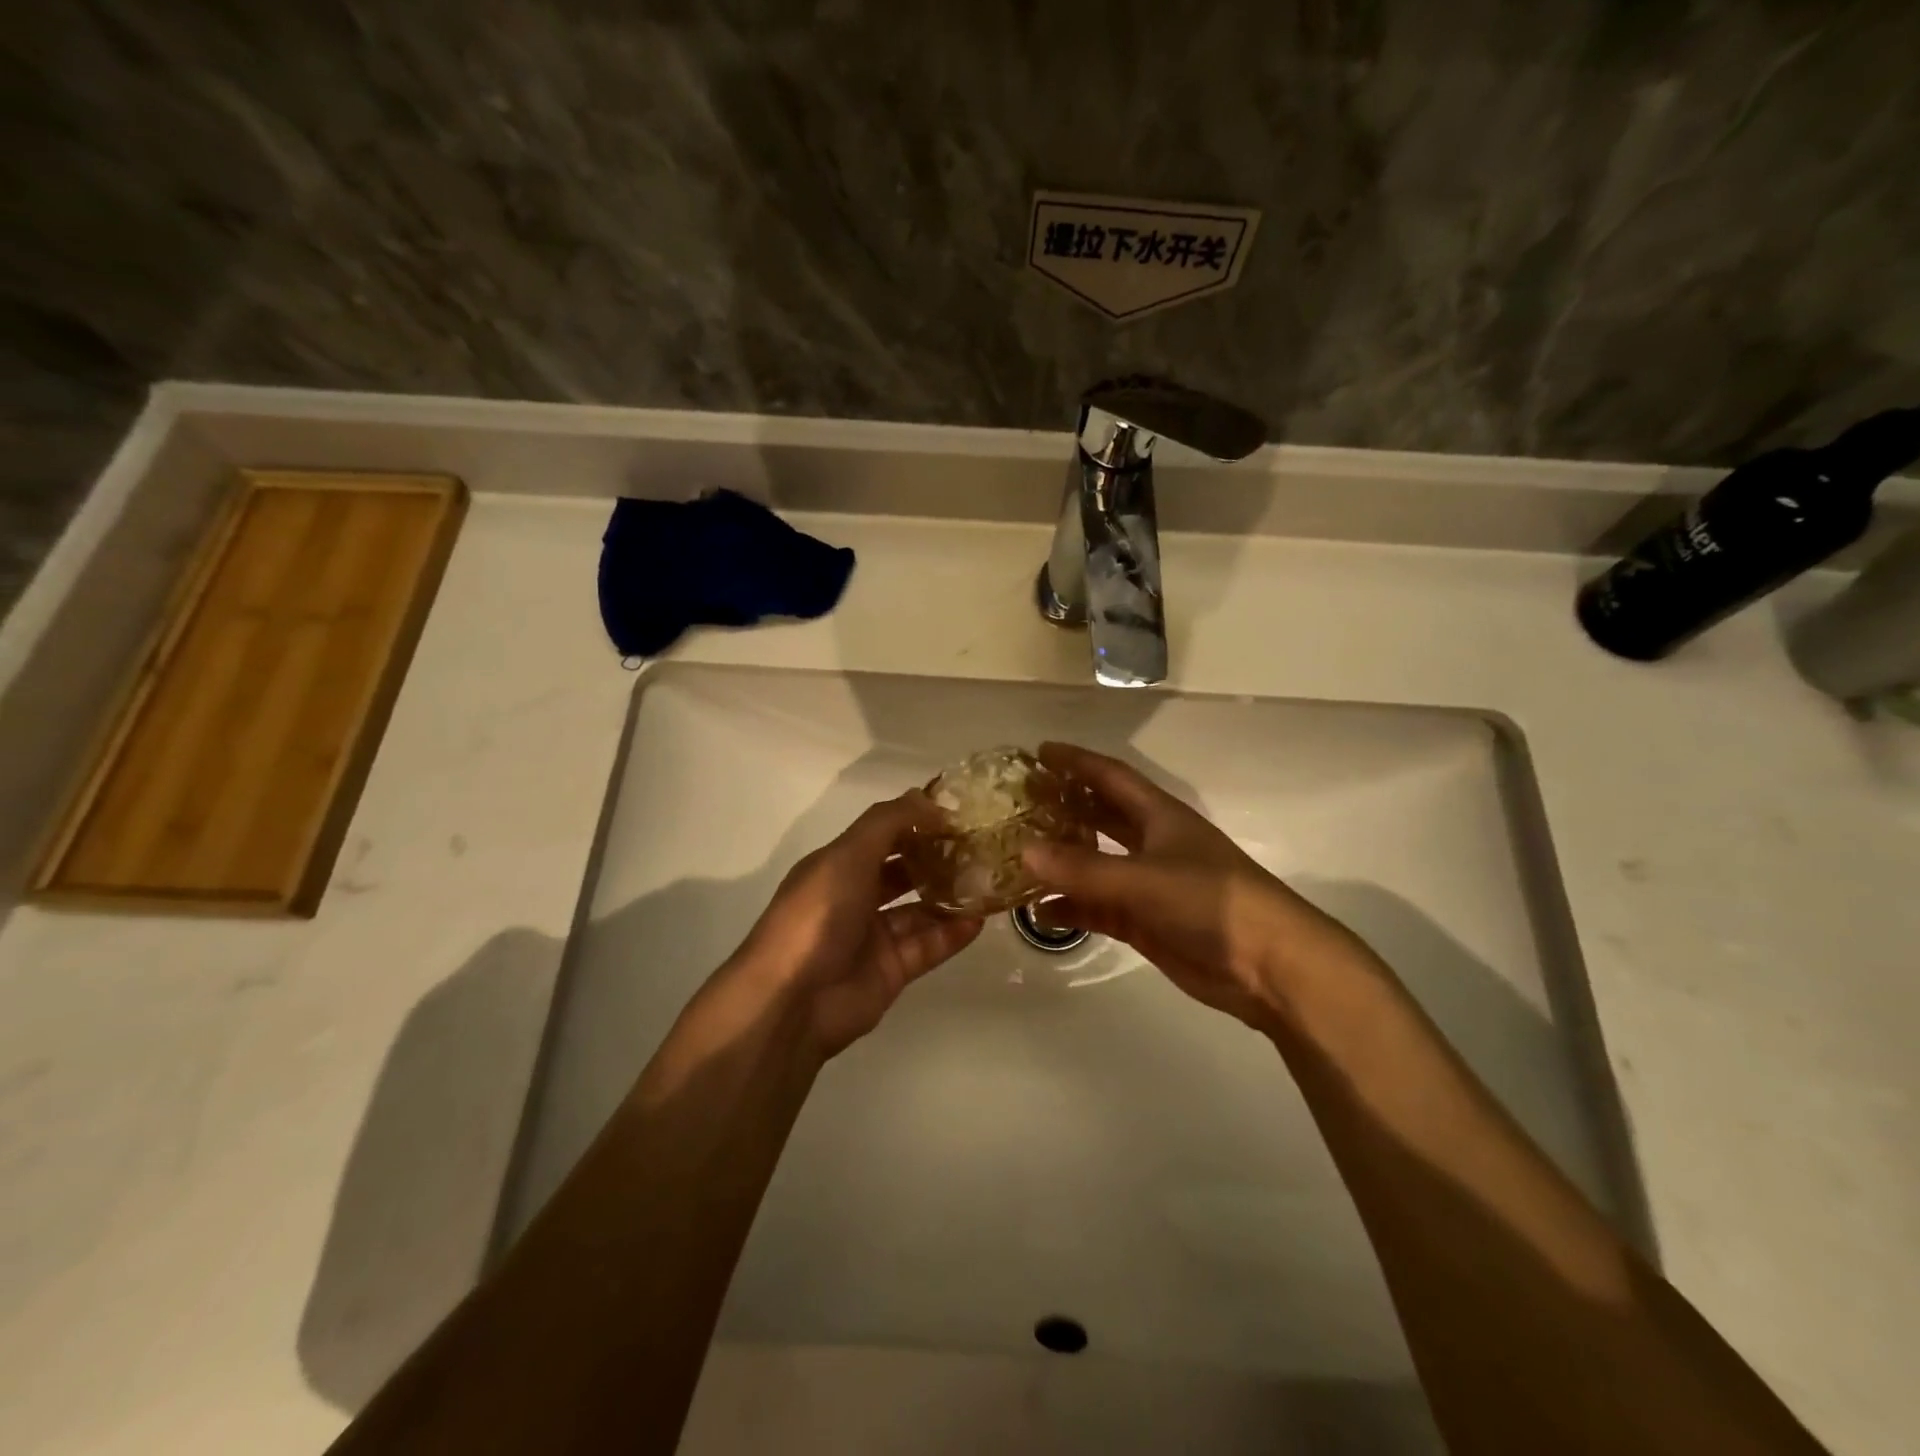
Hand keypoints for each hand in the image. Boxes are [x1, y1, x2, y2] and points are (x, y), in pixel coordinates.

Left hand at [731, 793, 983, 1056]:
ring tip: (988, 881)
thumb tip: (928, 798)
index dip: (916, 821)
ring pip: (919, 909)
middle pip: (903, 871)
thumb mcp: (848, 855)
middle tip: (981, 847)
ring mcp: (873, 936)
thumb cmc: (817, 915)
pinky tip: (979, 920)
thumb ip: (889, 822)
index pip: (883, 834)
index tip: (958, 813)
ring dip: (950, 895)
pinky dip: (952, 933)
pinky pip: (928, 946)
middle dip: (937, 858)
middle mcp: (855, 896)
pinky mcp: (891, 970)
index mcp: (838, 865)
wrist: (792, 1001)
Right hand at [1023, 742, 1371, 1029]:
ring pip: (1095, 865)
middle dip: (1062, 808)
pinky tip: (1039, 911)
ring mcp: (1148, 885)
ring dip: (1061, 861)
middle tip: (1018, 804)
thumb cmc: (1212, 901)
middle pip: (1099, 816)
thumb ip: (1084, 868)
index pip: (1110, 776)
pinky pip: (1098, 908)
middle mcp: (1151, 843)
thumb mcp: (1145, 878)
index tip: (1038, 752)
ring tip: (1017, 857)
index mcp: (1159, 816)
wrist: (1269, 964)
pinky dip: (1071, 908)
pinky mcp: (1146, 922)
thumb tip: (1025, 850)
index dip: (1076, 761)